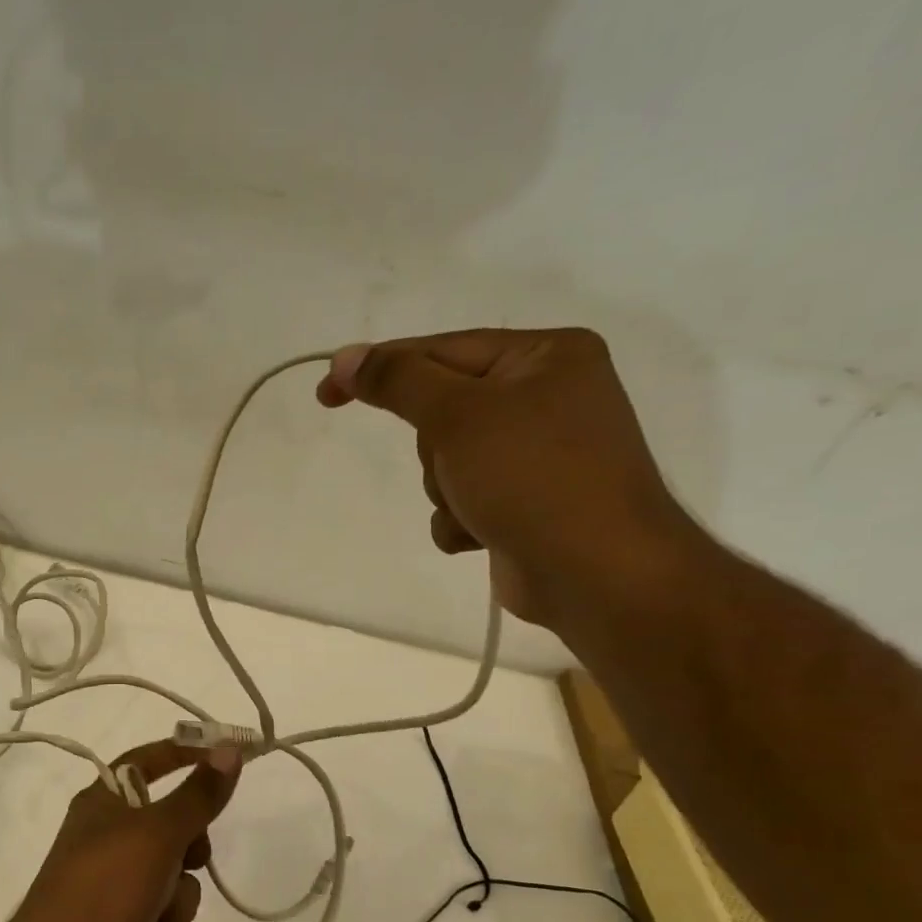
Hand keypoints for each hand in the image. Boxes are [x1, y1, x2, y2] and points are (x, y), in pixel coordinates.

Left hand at [6, 740, 241, 921]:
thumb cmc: (108, 884)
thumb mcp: (158, 832)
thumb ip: (199, 793)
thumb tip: (230, 748)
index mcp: (104, 802)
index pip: (147, 760)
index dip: (184, 754)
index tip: (226, 757)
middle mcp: (107, 836)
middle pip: (172, 824)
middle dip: (189, 849)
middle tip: (187, 858)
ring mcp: (115, 882)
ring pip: (176, 875)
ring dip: (178, 897)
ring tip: (160, 912)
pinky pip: (168, 914)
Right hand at [317, 327, 698, 627]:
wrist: (596, 572)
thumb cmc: (532, 477)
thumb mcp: (458, 416)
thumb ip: (398, 381)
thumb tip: (345, 357)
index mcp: (546, 355)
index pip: (442, 349)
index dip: (380, 369)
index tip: (326, 394)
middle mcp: (547, 396)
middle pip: (443, 409)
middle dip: (434, 447)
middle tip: (454, 465)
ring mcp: (538, 452)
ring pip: (446, 460)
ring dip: (444, 489)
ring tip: (476, 507)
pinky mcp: (527, 500)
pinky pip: (464, 499)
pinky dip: (461, 518)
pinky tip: (483, 533)